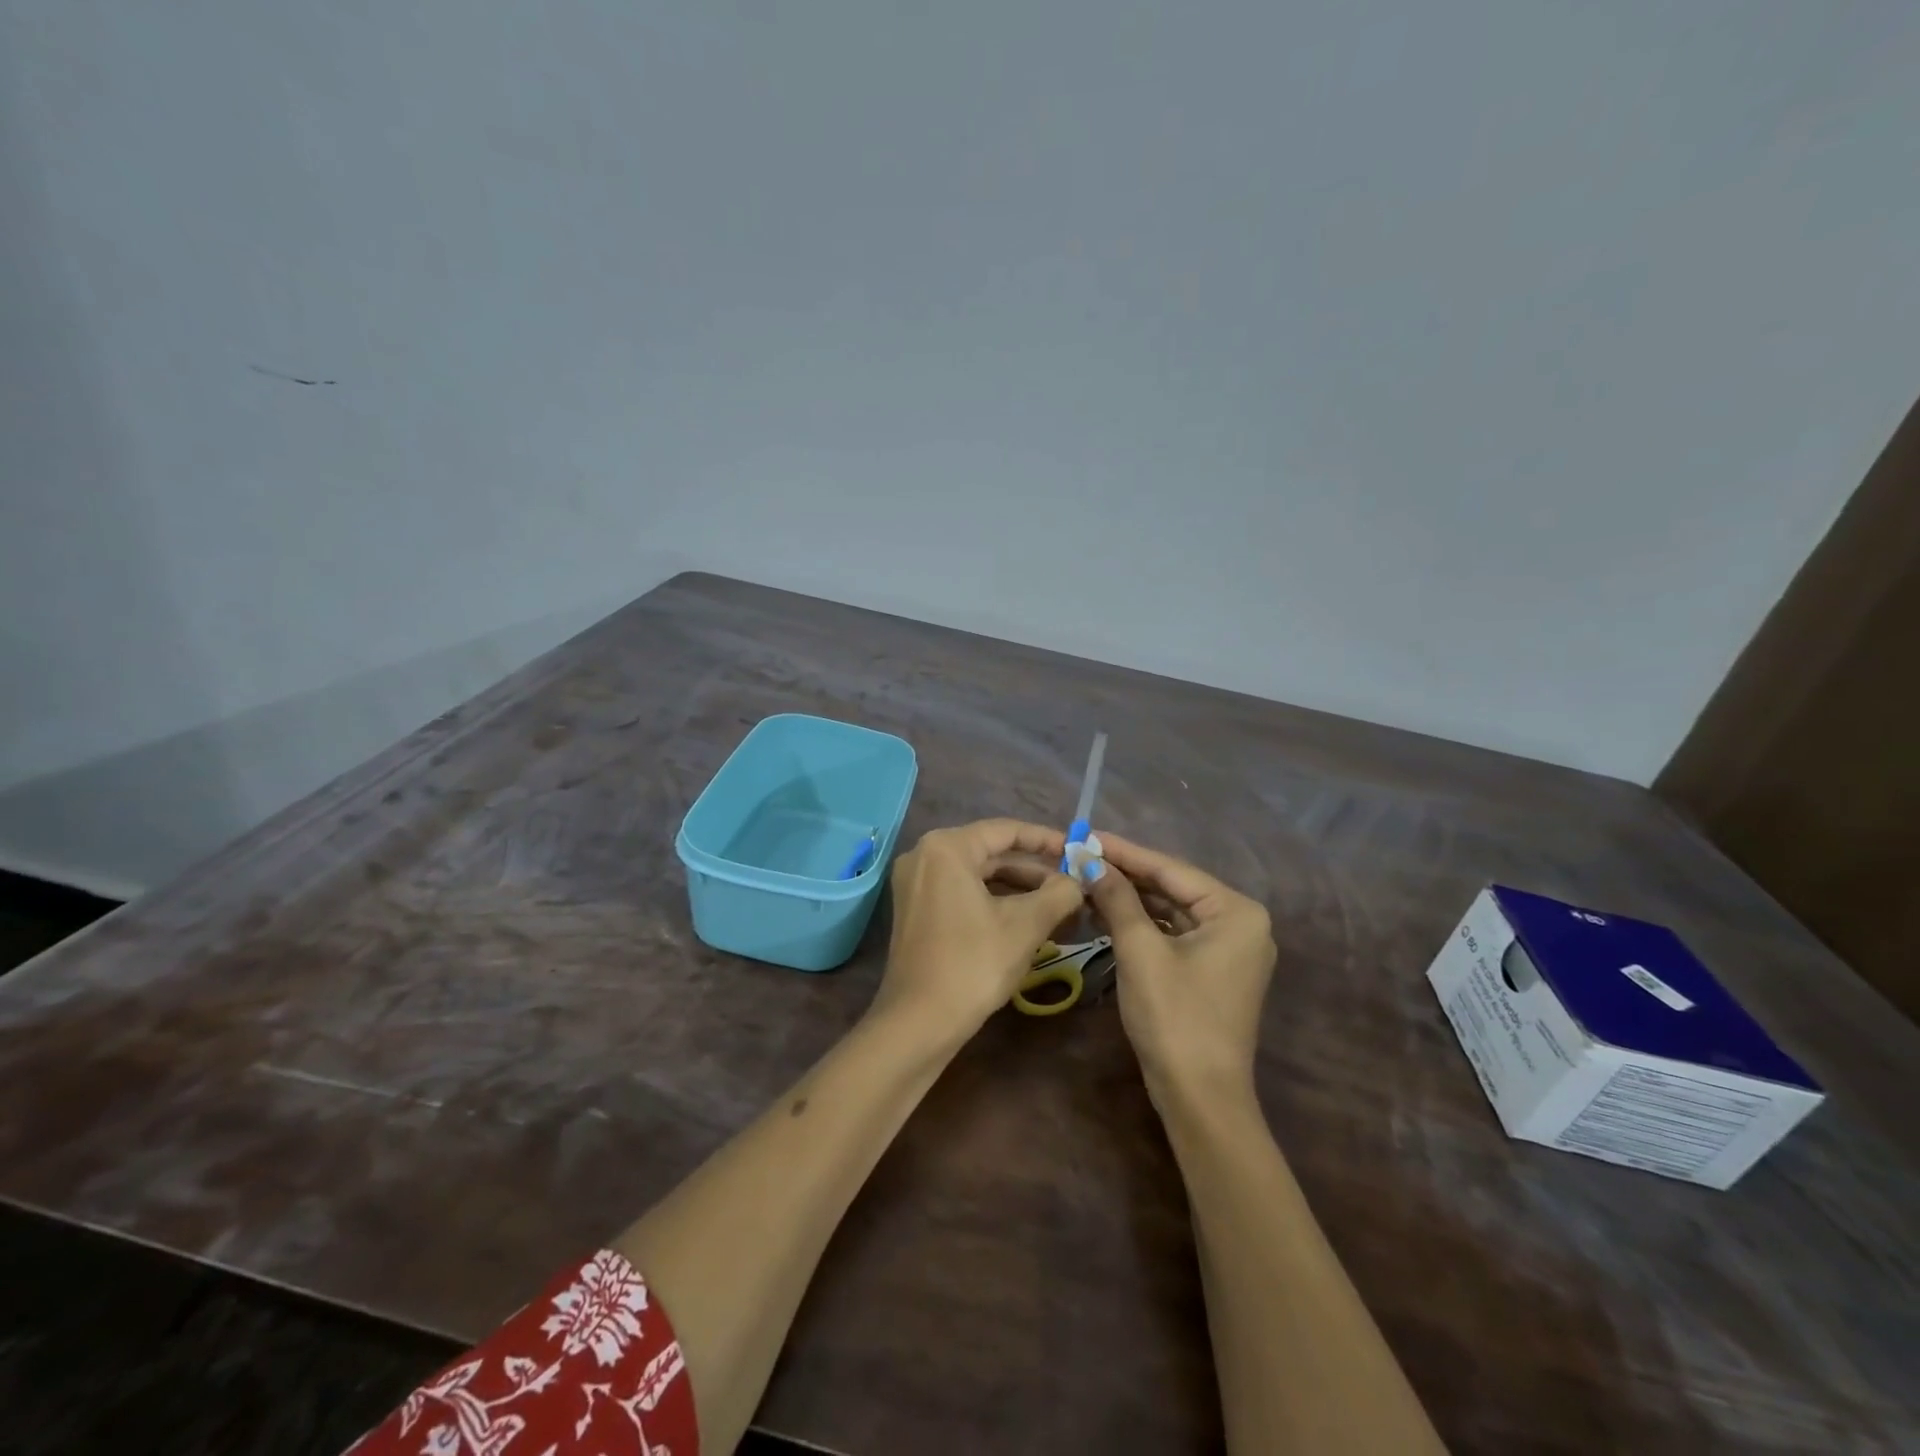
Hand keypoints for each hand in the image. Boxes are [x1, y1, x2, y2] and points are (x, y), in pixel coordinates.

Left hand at [880, 819, 1084, 1037]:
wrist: (919, 1023)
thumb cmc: (973, 964)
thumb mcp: (1026, 925)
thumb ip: (1060, 892)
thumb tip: (1080, 879)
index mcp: (946, 847)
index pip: (1006, 831)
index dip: (1047, 840)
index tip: (1078, 852)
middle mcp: (924, 855)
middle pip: (991, 853)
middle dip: (1035, 872)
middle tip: (1074, 885)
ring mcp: (915, 884)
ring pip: (978, 876)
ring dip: (1019, 891)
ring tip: (1060, 908)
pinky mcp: (915, 910)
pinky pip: (962, 893)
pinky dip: (995, 903)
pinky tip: (1028, 922)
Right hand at [1085, 832, 1275, 1105]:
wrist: (1201, 1098)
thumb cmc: (1175, 1017)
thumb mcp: (1140, 951)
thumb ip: (1117, 899)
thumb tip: (1090, 861)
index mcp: (1236, 912)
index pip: (1171, 870)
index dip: (1125, 852)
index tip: (1088, 835)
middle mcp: (1241, 924)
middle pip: (1173, 888)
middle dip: (1126, 876)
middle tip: (1082, 857)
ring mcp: (1229, 949)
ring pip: (1171, 912)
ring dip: (1131, 900)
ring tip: (1087, 881)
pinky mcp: (1213, 971)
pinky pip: (1174, 935)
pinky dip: (1142, 925)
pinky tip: (1107, 914)